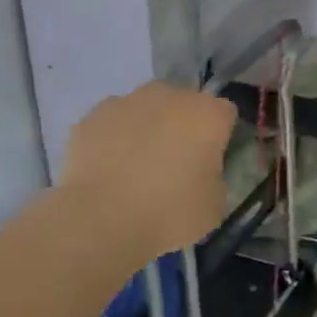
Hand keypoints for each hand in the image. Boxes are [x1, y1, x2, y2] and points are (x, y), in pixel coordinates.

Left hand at [61, 83, 237, 265]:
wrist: (100, 220)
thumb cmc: (170, 213)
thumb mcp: (215, 205)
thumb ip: (215, 176)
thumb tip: (201, 171)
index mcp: (208, 115)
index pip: (225, 113)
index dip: (219, 136)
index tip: (211, 161)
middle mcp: (170, 96)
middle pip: (184, 102)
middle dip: (183, 124)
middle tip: (175, 162)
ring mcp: (127, 101)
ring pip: (146, 108)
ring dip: (147, 127)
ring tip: (136, 166)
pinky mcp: (91, 116)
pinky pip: (112, 122)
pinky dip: (114, 137)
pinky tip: (109, 168)